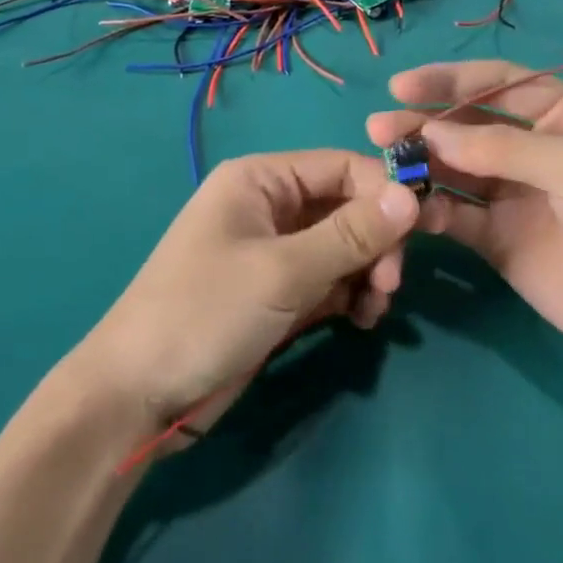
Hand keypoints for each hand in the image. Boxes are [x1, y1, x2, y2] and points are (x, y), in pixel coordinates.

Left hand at [77, 150, 418, 433]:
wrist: (139, 395)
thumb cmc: (205, 312)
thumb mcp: (283, 271)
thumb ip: (351, 234)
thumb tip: (411, 195)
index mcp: (261, 179)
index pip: (340, 167)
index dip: (384, 192)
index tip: (423, 230)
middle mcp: (269, 207)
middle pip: (346, 207)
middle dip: (376, 242)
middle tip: (391, 285)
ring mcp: (274, 253)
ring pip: (343, 248)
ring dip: (368, 273)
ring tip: (375, 309)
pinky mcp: (277, 294)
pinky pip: (329, 282)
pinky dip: (350, 296)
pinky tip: (361, 320)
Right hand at [367, 62, 562, 371]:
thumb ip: (503, 148)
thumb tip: (430, 135)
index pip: (497, 83)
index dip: (449, 80)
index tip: (401, 86)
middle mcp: (532, 148)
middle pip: (466, 125)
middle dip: (423, 123)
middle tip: (379, 129)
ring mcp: (512, 195)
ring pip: (453, 169)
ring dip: (419, 164)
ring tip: (382, 164)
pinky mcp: (497, 239)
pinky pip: (455, 216)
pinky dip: (429, 211)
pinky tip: (407, 209)